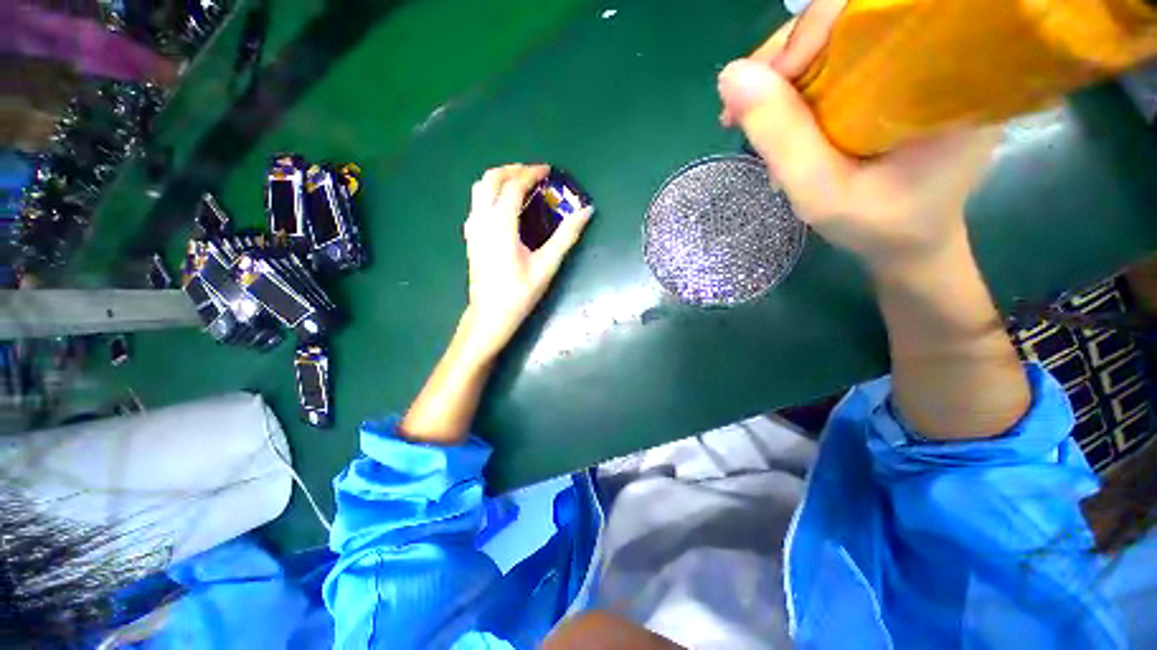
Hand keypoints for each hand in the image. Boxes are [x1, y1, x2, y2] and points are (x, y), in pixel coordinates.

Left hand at [460, 163, 592, 360]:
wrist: (490, 316)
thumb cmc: (519, 293)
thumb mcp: (547, 266)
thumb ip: (566, 236)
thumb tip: (586, 212)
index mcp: (501, 225)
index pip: (514, 186)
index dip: (532, 174)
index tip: (548, 171)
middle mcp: (482, 220)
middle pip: (491, 179)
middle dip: (513, 169)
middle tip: (534, 174)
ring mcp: (472, 228)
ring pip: (480, 188)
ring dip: (500, 179)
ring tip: (521, 185)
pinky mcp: (470, 237)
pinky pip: (477, 203)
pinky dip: (492, 193)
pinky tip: (506, 207)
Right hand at [717, 0, 999, 274]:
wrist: (911, 239)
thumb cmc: (879, 224)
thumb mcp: (823, 192)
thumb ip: (782, 138)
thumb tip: (730, 77)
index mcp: (947, 70)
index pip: (875, 9)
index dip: (812, 32)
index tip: (764, 88)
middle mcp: (938, 50)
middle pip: (850, 14)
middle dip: (787, 52)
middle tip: (746, 104)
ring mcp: (915, 59)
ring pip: (837, 32)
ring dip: (783, 68)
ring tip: (749, 114)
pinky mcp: (894, 73)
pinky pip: (838, 54)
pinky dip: (795, 79)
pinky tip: (773, 111)